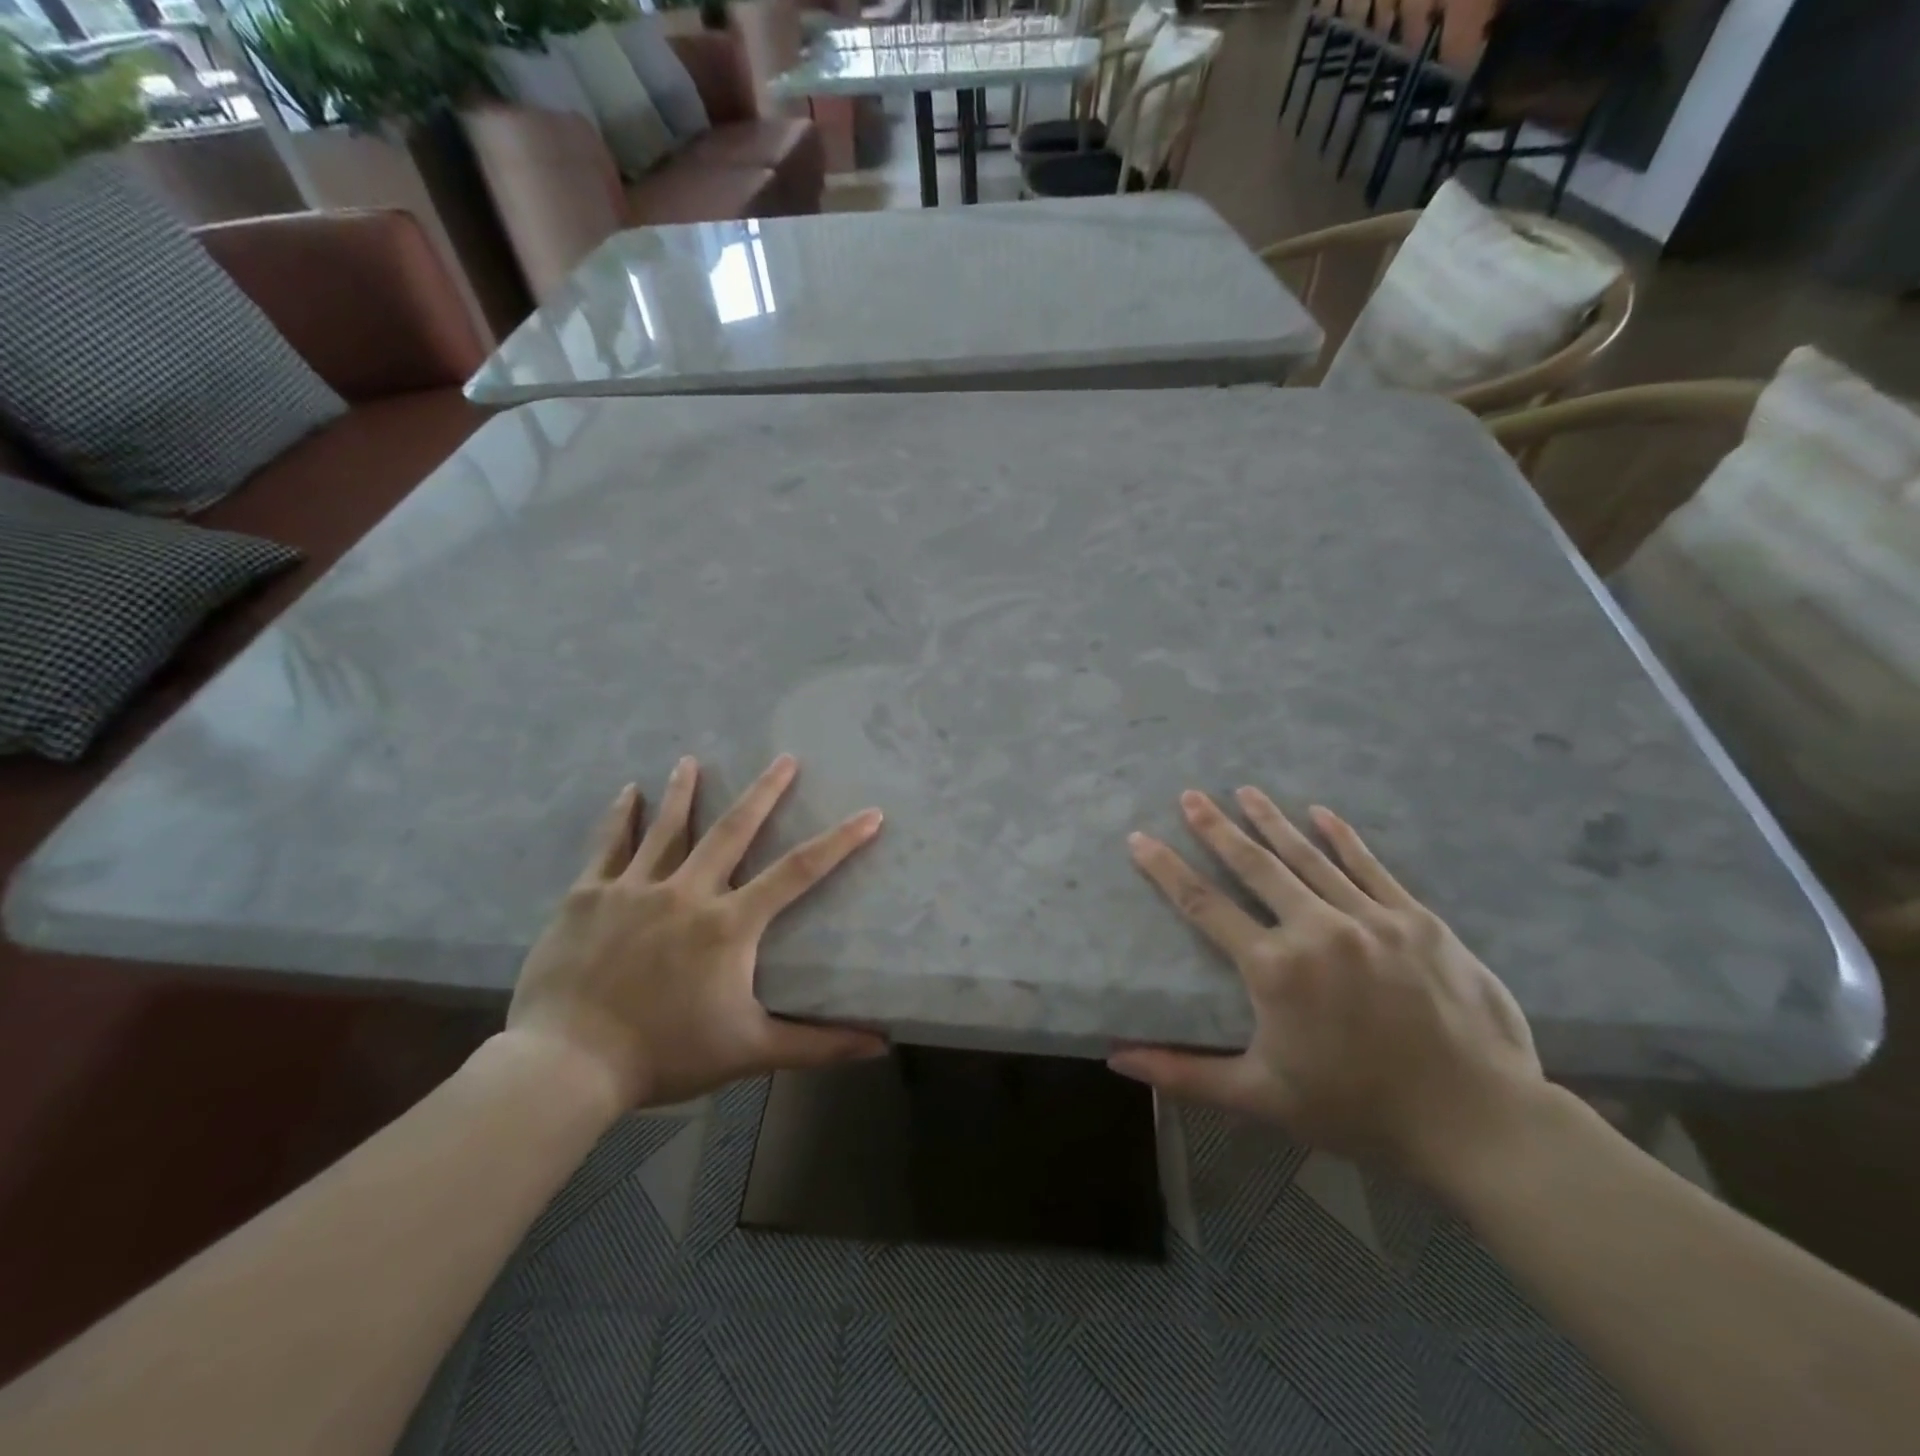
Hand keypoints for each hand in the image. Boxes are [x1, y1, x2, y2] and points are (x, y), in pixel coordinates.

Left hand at [504, 754, 887, 1110]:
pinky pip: (609, 845)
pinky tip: (630, 791)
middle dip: (764, 791)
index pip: (798, 872)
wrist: (567, 1065)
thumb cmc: (665, 1056)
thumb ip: (817, 1045)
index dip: (839, 841)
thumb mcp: (750, 1051)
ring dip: (685, 790)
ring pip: (668, 827)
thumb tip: (880, 1047)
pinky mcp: (588, 895)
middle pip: (733, 829)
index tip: (870, 814)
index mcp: (729, 924)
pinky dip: (622, 815)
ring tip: (693, 758)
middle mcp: (687, 891)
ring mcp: (634, 888)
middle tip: (784, 758)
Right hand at [1109, 788, 1546, 1188]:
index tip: (1140, 837)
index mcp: (1274, 969)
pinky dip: (1342, 838)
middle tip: (1190, 795)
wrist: (1480, 1124)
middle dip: (1216, 828)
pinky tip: (1321, 814)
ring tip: (1245, 791)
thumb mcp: (1261, 1098)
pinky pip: (1370, 868)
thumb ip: (1184, 1074)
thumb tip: (1117, 1057)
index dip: (1166, 869)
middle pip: (1254, 866)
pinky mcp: (1416, 921)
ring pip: (1308, 857)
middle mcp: (1316, 929)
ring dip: (1272, 821)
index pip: (1203, 905)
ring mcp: (1370, 919)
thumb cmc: (1360, 1112)